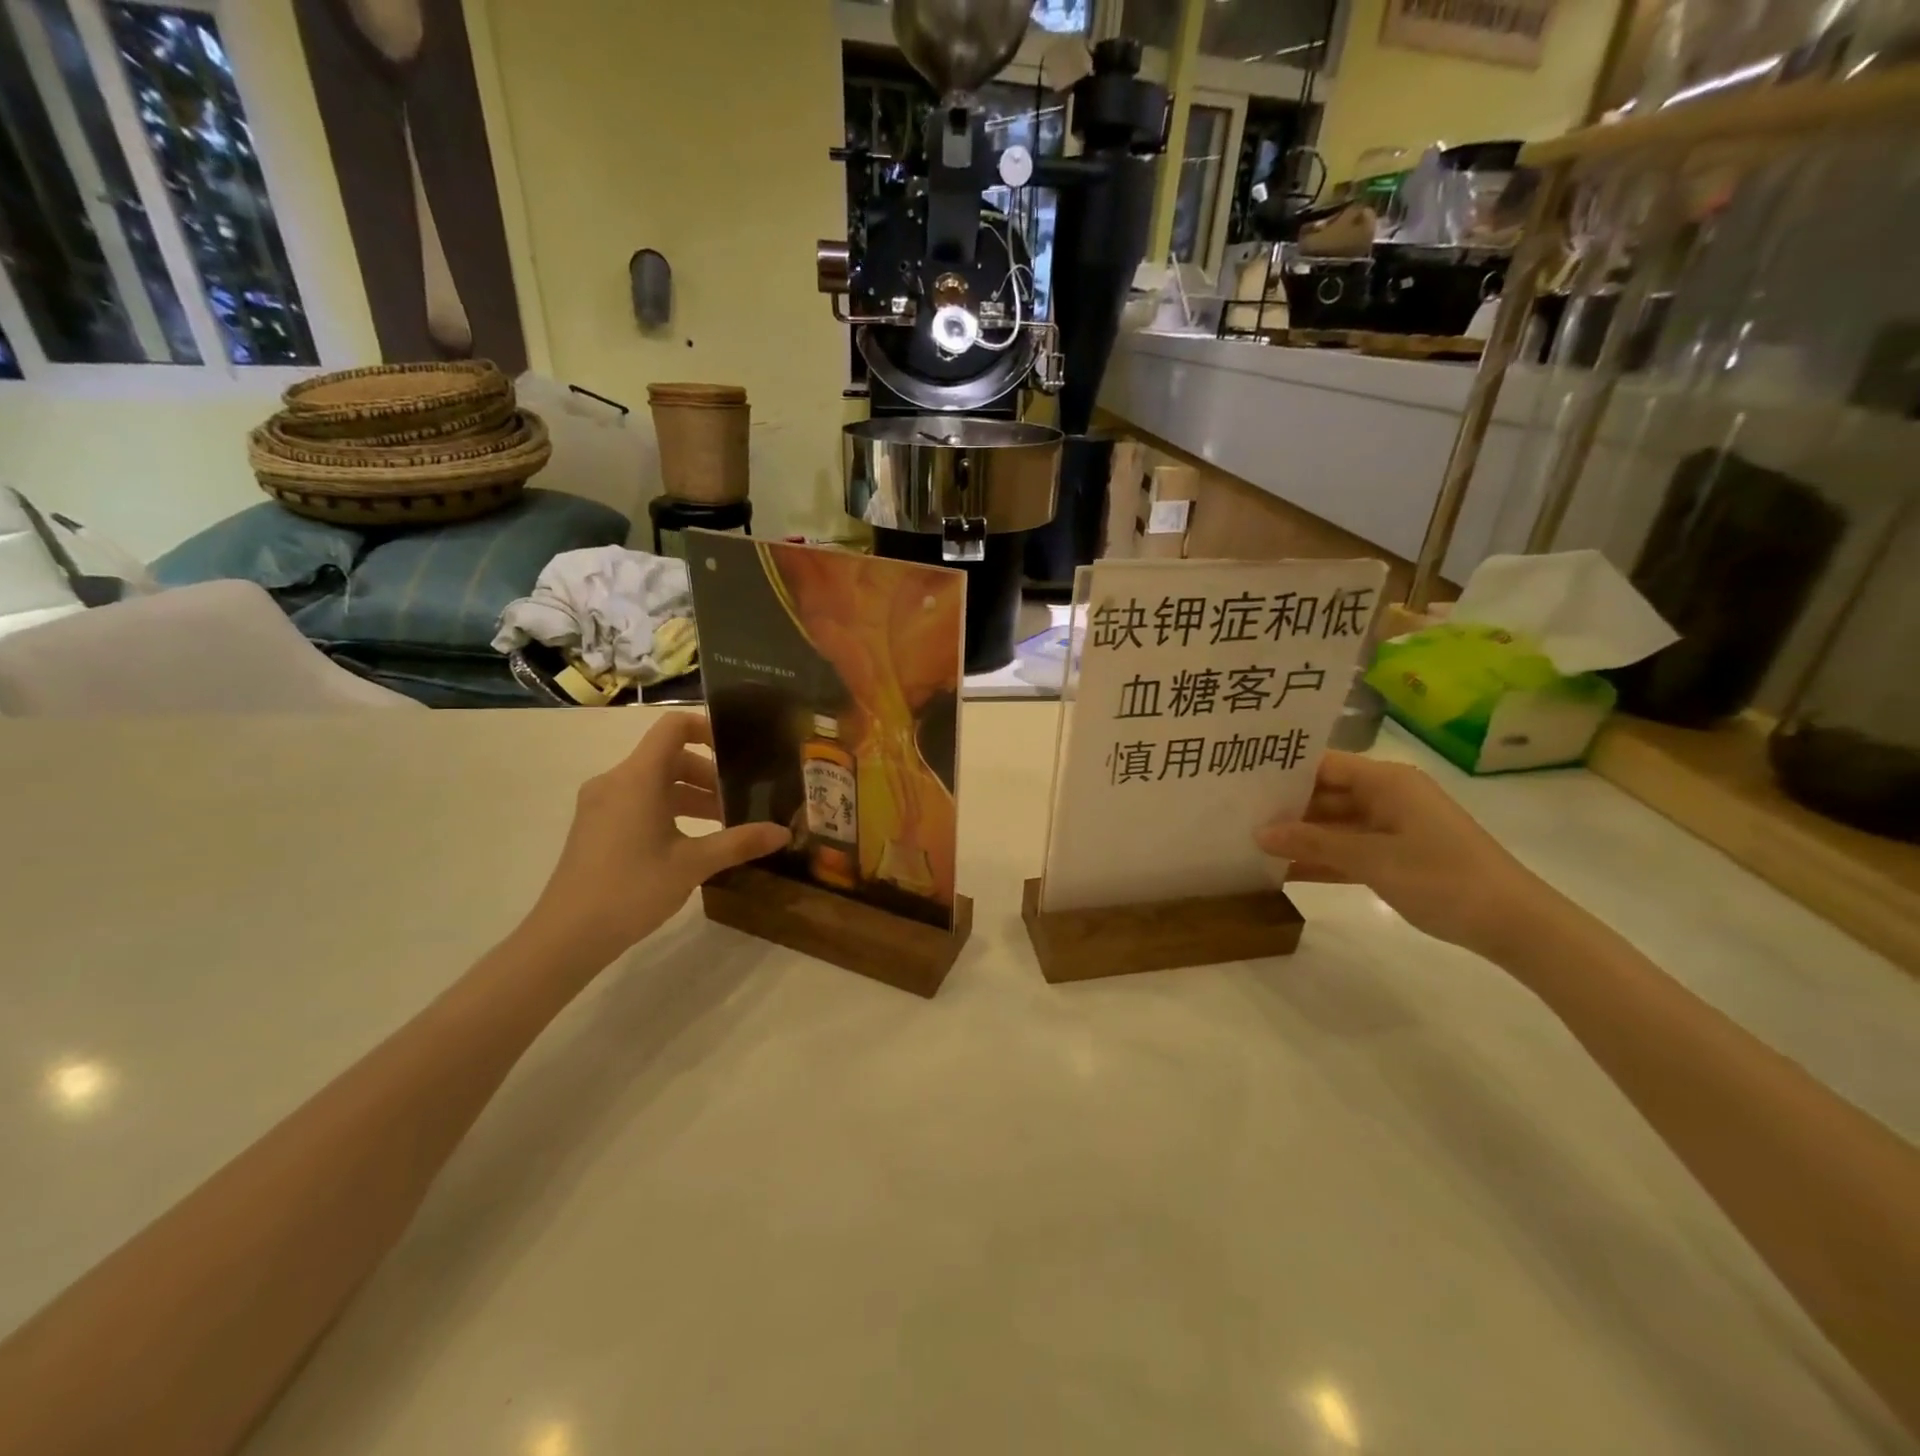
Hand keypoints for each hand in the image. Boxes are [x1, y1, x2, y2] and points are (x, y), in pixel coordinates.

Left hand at [529, 712, 788, 958]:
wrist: (566, 935)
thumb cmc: (632, 889)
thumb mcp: (694, 864)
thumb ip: (740, 842)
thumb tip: (784, 832)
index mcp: (638, 777)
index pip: (674, 726)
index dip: (708, 728)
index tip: (740, 750)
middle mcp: (616, 780)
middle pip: (669, 756)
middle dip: (709, 774)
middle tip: (741, 800)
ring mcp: (601, 804)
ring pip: (655, 782)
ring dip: (692, 795)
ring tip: (724, 824)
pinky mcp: (596, 826)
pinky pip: (639, 801)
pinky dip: (669, 809)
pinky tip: (692, 842)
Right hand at [1255, 751, 1556, 961]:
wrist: (1513, 923)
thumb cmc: (1442, 876)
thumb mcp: (1371, 858)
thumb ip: (1313, 843)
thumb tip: (1259, 833)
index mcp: (1386, 781)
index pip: (1322, 764)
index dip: (1283, 770)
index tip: (1239, 779)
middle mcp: (1387, 796)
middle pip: (1324, 794)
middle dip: (1284, 807)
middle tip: (1235, 814)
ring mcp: (1391, 828)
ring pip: (1333, 825)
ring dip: (1299, 837)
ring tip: (1249, 842)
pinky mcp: (1394, 857)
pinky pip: (1347, 851)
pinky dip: (1321, 860)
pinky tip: (1282, 870)